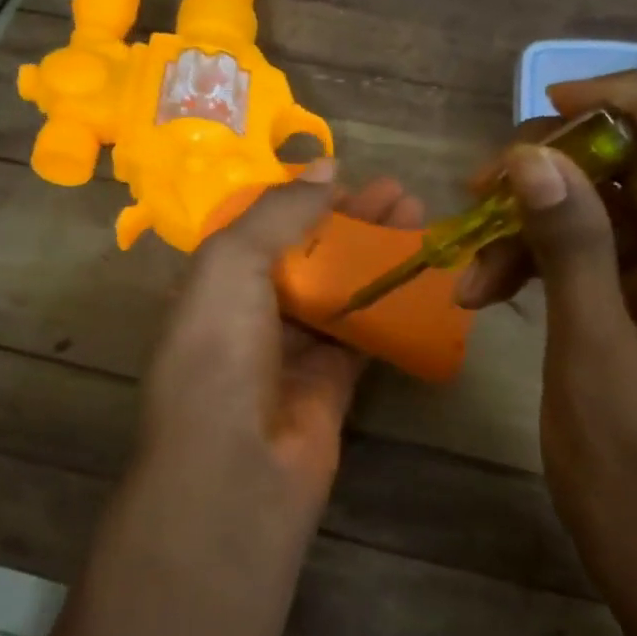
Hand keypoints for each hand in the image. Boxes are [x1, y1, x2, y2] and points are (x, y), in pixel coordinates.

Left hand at [136, 163, 425, 519]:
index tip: (350, 177)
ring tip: (419, 221)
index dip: (305, 200)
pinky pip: (364, 334)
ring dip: (377, 257)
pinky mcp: (332, 383)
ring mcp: (292, 351)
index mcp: (214, 284)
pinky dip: (390, 305)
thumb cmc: (220, 354)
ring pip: (341, 291)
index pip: (263, 229)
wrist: (236, 470)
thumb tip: (325, 165)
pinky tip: (422, 277)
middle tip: (401, 194)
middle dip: (353, 223)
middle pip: (309, 256)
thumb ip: (279, 213)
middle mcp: (250, 315)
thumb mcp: (231, 265)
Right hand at [455, 74, 636, 600]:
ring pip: (631, 206)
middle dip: (570, 163)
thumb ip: (572, 257)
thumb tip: (531, 159)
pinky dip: (556, 257)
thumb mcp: (593, 372)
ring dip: (549, 217)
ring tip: (472, 255)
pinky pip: (617, 251)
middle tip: (484, 184)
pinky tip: (491, 288)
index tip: (553, 105)